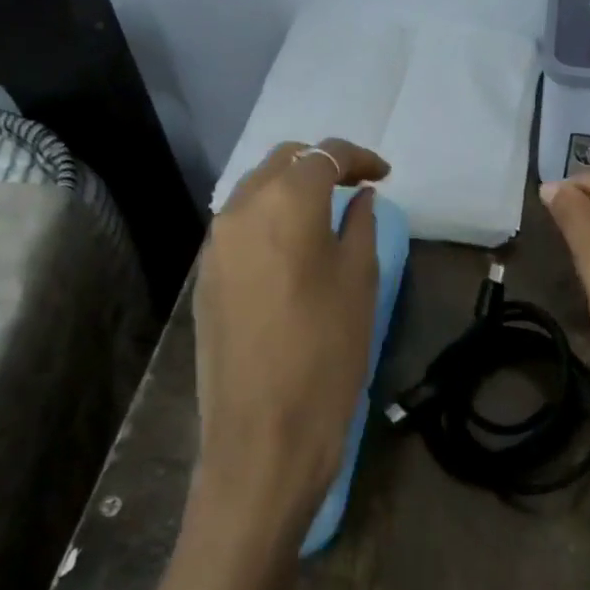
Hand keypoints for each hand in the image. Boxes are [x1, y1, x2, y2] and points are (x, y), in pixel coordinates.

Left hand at [193, 138, 389, 529]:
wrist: (263, 434)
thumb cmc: (327, 352)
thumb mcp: (360, 281)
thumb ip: (360, 225)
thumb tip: (360, 197)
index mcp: (286, 203)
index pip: (324, 155)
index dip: (359, 157)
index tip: (384, 175)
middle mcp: (241, 210)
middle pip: (282, 161)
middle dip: (321, 164)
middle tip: (356, 187)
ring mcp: (216, 243)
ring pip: (255, 189)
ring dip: (292, 189)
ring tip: (327, 214)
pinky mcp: (205, 275)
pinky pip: (240, 224)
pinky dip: (269, 217)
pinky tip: (293, 247)